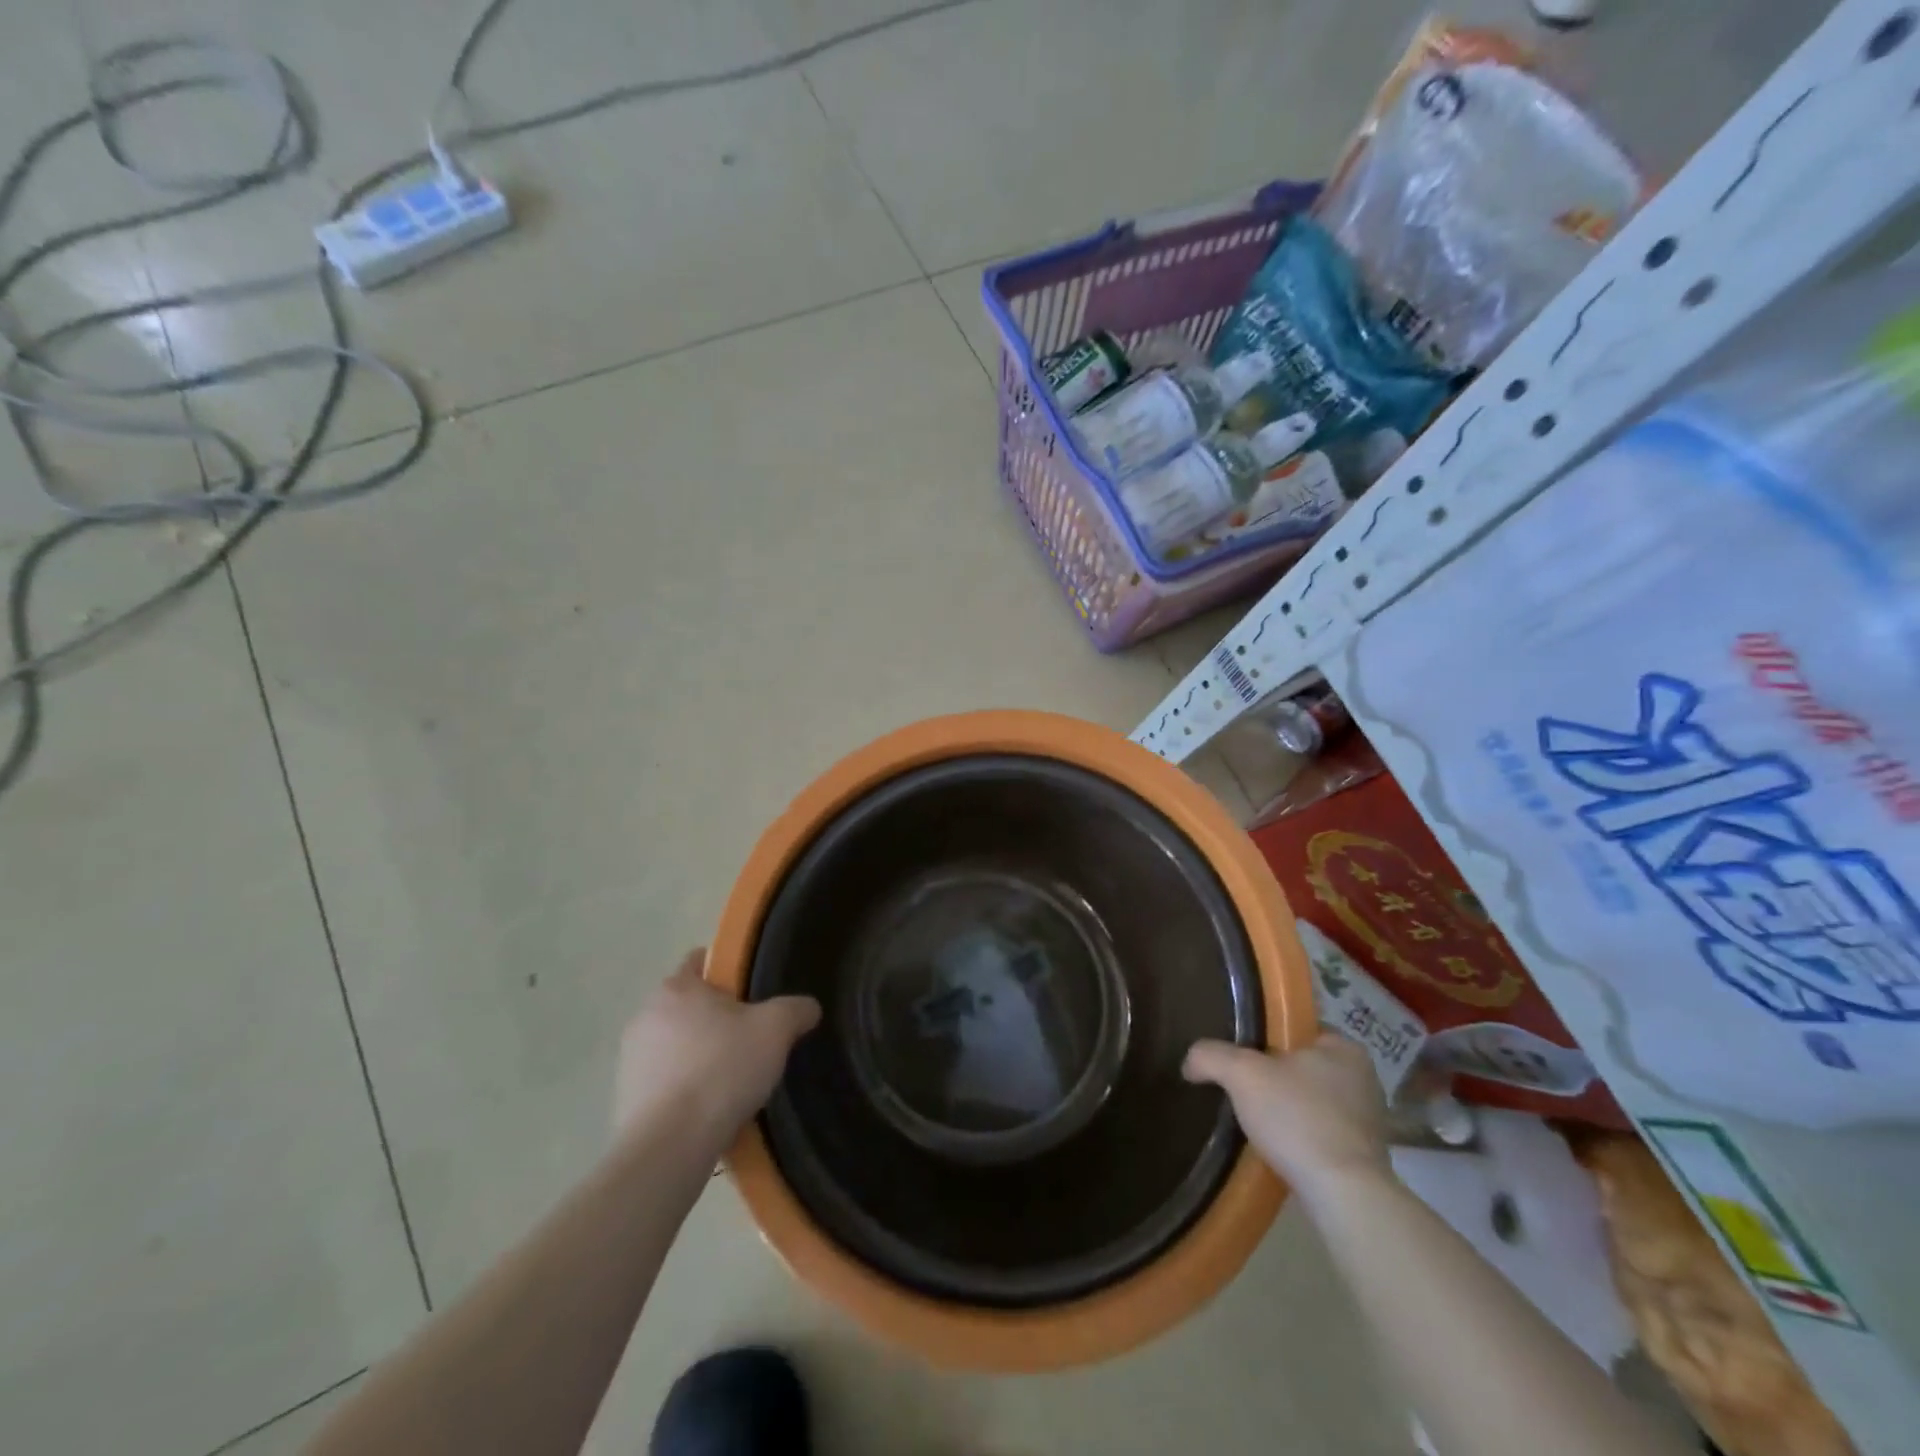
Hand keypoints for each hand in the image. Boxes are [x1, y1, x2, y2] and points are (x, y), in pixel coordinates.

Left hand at [614, 949, 819, 1147]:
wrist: (670, 1145)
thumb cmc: (722, 1069)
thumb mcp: (776, 1029)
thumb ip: (796, 1009)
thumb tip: (807, 1007)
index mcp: (676, 987)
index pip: (701, 961)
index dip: (729, 972)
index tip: (753, 994)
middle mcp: (645, 1015)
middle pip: (689, 1005)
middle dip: (717, 1019)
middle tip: (751, 1039)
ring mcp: (630, 1059)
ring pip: (676, 1045)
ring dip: (699, 1055)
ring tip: (733, 1081)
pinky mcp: (625, 1099)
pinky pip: (664, 1083)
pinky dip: (684, 1090)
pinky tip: (710, 1110)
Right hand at [1183, 1033, 1391, 1206]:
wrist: (1343, 1196)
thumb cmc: (1298, 1118)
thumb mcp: (1242, 1074)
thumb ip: (1211, 1056)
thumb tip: (1190, 1062)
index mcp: (1343, 1047)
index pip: (1295, 1028)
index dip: (1263, 1038)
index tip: (1239, 1054)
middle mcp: (1363, 1077)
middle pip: (1301, 1065)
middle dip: (1273, 1076)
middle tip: (1241, 1087)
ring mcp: (1367, 1119)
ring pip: (1310, 1101)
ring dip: (1286, 1109)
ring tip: (1254, 1120)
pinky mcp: (1363, 1156)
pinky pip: (1321, 1133)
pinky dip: (1299, 1136)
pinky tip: (1277, 1148)